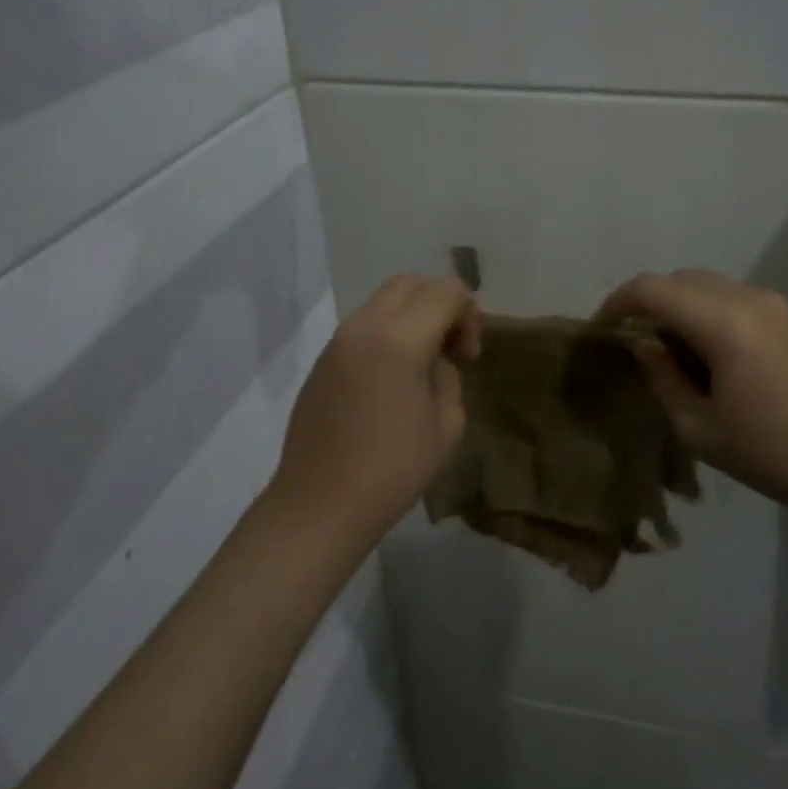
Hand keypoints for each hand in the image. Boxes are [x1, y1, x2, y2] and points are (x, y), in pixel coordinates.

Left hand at [270, 274, 482, 543]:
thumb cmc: (391, 470)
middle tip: (450, 348)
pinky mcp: (323, 360)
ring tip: (421, 364)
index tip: (468, 357)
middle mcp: (365, 327)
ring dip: (411, 317)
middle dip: (439, 304)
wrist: (319, 505)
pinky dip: (387, 332)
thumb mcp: (446, 426)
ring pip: (383, 300)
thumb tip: (434, 362)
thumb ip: (448, 377)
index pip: (446, 292)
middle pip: (410, 283)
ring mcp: (338, 341)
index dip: (468, 315)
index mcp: (400, 339)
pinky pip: (363, 325)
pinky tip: (391, 378)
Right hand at [595, 268, 787, 512]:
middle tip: (634, 344)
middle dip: (649, 303)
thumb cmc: (773, 454)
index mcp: (723, 323)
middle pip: (680, 279)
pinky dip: (706, 311)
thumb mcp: (700, 428)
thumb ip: (662, 376)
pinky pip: (732, 297)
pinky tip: (707, 354)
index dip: (618, 302)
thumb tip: (641, 342)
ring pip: (707, 284)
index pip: (652, 289)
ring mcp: (773, 303)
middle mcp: (748, 298)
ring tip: (669, 351)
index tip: (601, 330)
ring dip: (679, 306)